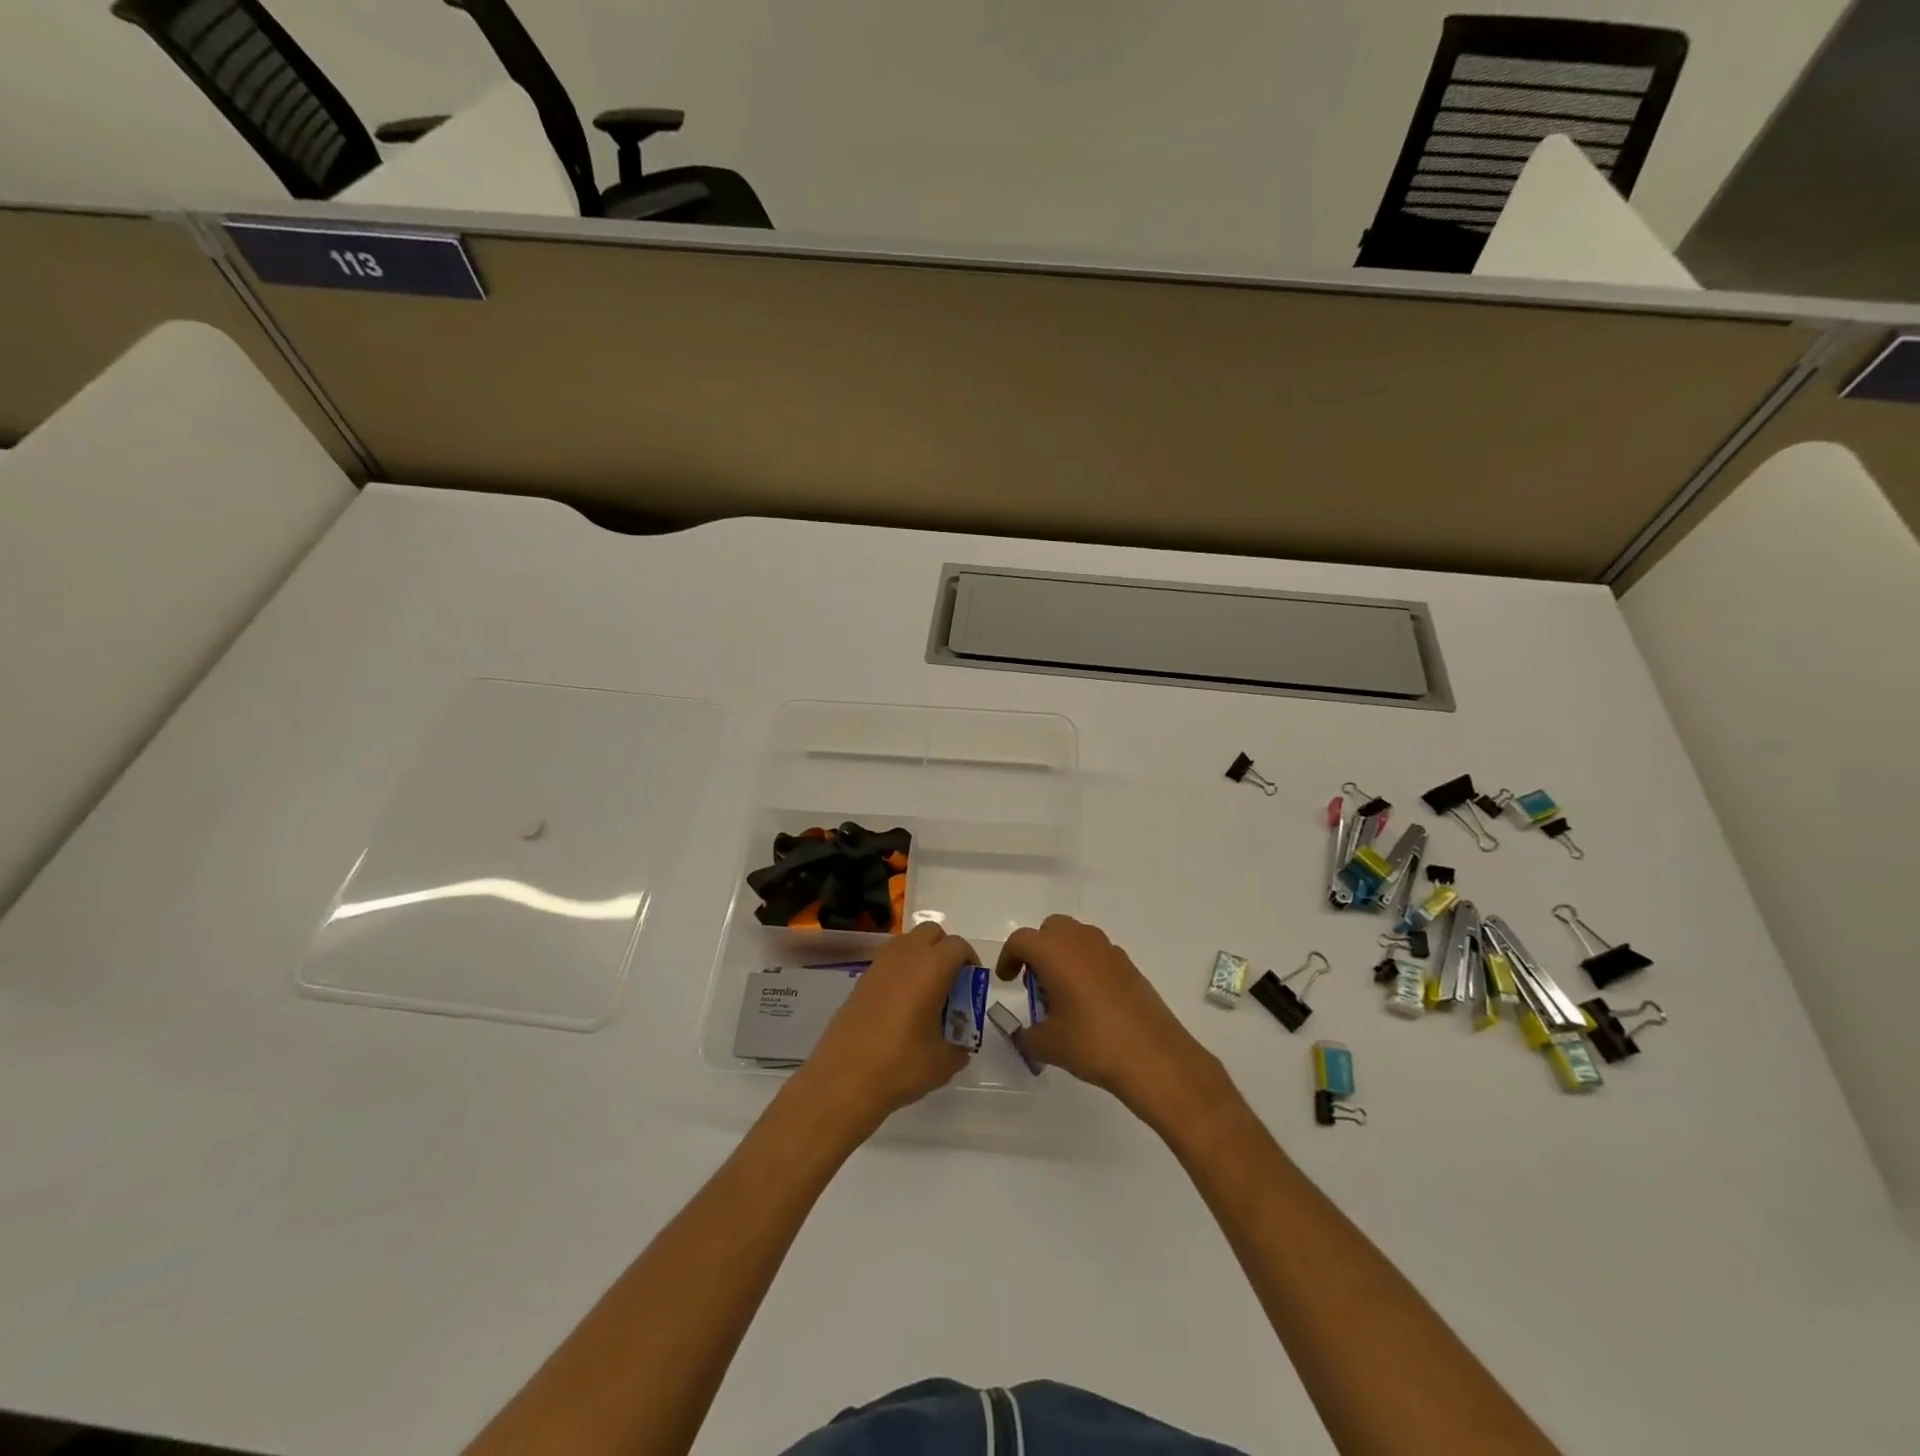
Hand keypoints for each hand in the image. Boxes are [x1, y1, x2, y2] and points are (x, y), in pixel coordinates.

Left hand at [791, 922, 974, 1137]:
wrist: (844, 1078)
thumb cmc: (901, 1064)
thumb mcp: (943, 1062)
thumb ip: (959, 1048)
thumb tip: (960, 1047)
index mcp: (932, 967)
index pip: (958, 946)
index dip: (970, 961)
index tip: (973, 985)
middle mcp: (905, 955)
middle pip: (932, 933)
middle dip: (945, 950)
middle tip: (951, 983)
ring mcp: (879, 965)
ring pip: (907, 943)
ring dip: (921, 957)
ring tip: (926, 993)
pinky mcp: (861, 980)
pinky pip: (889, 961)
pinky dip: (901, 971)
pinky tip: (902, 1005)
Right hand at [995, 915, 1224, 1125]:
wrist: (1153, 1056)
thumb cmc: (1092, 1043)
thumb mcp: (1048, 1045)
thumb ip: (1027, 1034)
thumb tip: (1026, 1033)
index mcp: (1054, 951)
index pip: (1021, 940)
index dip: (1009, 957)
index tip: (1008, 980)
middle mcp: (1081, 941)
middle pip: (1051, 929)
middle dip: (1038, 949)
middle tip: (1035, 982)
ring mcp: (1109, 951)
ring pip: (1077, 938)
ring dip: (1064, 955)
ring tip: (1063, 995)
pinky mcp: (1129, 966)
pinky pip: (1098, 954)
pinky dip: (1087, 967)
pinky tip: (1090, 1003)